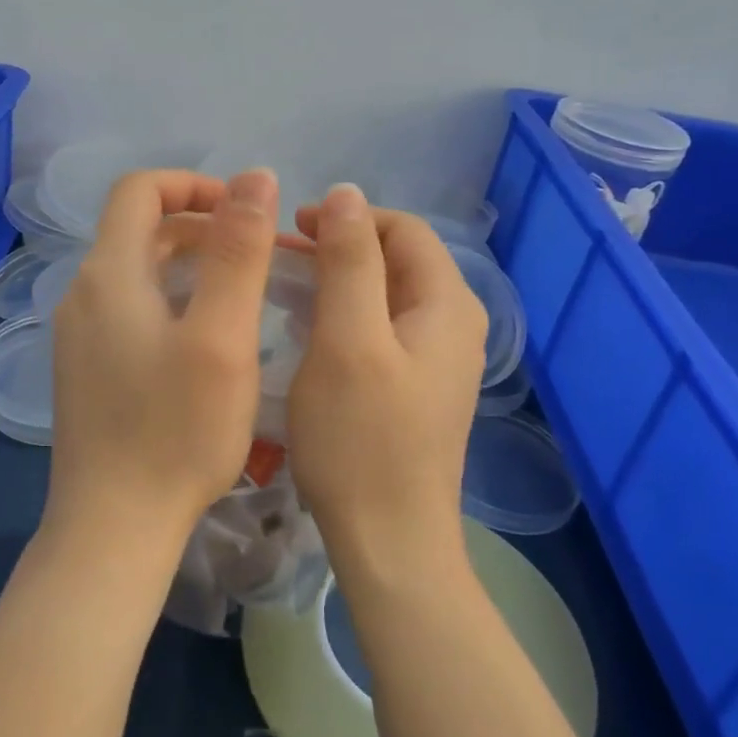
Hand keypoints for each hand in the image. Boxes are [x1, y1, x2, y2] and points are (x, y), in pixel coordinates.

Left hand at [46, 167, 279, 554]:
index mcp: (109, 273)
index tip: (246, 212)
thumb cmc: (177, 430)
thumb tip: (255, 176)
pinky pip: (131, 309)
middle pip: (139, 229)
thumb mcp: (221, 336)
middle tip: (258, 254)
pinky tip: (206, 338)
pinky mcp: (86, 369)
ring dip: (190, 264)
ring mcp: (79, 335)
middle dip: (200, 225)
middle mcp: (83, 294)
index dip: (194, 184)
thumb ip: (238, 251)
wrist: (114, 526)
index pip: (140, 190)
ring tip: (243, 292)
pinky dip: (172, 299)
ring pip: (137, 272)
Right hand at [286, 185, 486, 585]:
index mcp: (447, 305)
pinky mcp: (418, 390)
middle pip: (397, 261)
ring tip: (288, 290)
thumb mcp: (348, 339)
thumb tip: (346, 193)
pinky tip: (310, 334)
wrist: (390, 542)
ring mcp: (438, 362)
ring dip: (339, 283)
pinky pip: (383, 332)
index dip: (348, 218)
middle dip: (340, 249)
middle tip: (282, 259)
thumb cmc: (361, 439)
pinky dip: (346, 318)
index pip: (403, 229)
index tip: (293, 229)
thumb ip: (349, 261)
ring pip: (386, 297)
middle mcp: (454, 325)